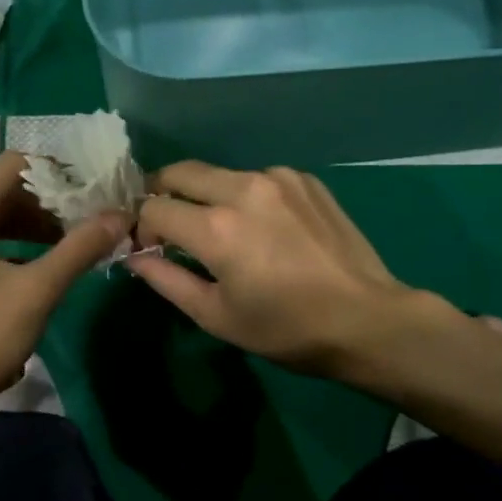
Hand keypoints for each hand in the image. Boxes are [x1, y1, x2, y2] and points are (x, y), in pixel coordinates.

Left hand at [0, 153, 128, 429]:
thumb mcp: (37, 290)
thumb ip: (79, 248)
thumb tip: (120, 215)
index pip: (13, 165)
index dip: (55, 170)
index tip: (92, 186)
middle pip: (5, 189)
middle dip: (50, 198)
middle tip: (92, 212)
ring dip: (37, 221)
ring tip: (79, 235)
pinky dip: (20, 241)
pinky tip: (50, 259)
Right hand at [128, 161, 463, 381]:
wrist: (367, 319)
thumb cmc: (286, 328)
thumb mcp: (216, 316)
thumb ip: (166, 280)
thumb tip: (134, 257)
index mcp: (216, 228)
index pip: (154, 208)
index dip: (143, 227)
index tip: (151, 247)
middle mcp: (242, 189)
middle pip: (180, 172)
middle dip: (163, 193)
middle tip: (169, 222)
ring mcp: (277, 178)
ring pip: (219, 174)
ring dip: (206, 195)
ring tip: (222, 229)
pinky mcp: (304, 179)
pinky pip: (257, 178)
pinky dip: (245, 196)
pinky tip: (264, 226)